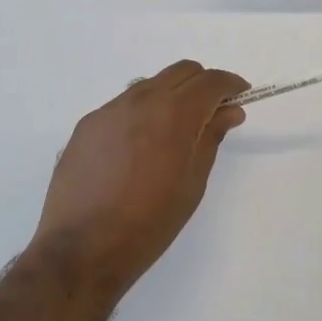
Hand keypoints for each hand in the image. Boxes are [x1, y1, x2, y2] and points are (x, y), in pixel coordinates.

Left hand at [31, 60, 249, 290]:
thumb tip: (229, 111)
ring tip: (173, 132)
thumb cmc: (149, 223)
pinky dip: (142, 112)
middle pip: (181, 71)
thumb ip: (211, 137)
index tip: (240, 96)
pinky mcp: (87, 124)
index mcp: (174, 113)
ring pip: (150, 84)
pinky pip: (123, 105)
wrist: (81, 249)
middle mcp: (141, 100)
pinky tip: (138, 148)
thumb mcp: (193, 183)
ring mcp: (110, 109)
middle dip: (202, 84)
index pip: (211, 81)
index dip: (230, 84)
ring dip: (171, 95)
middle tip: (212, 112)